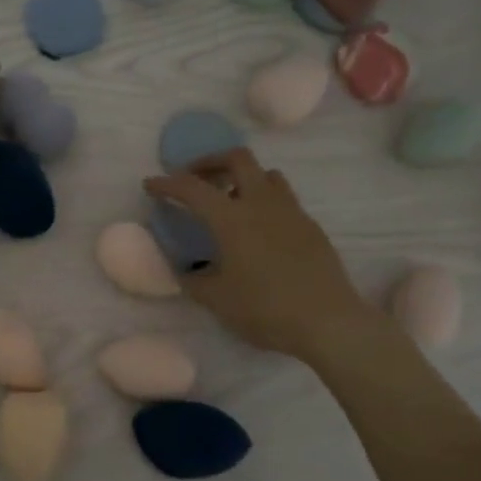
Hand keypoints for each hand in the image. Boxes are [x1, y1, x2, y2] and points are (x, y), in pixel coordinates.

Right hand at [145, 149, 373, 363]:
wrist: (328, 321)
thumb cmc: (266, 309)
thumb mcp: (218, 300)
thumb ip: (194, 281)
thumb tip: (185, 271)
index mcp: (232, 218)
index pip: (192, 188)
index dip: (167, 183)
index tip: (151, 185)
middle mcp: (261, 203)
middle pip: (237, 158)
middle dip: (211, 162)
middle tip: (196, 180)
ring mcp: (291, 211)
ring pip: (266, 174)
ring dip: (243, 178)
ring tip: (230, 201)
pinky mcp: (311, 226)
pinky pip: (284, 199)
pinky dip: (264, 201)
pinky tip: (260, 230)